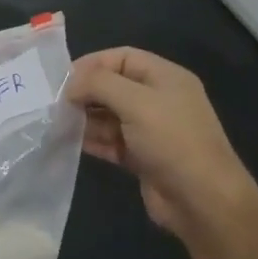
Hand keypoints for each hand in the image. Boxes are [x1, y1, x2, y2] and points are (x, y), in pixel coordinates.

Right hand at [64, 47, 257, 241]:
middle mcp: (158, 100)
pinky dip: (91, 139)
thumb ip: (98, 84)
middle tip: (55, 103)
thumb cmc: (172, 141)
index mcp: (165, 78)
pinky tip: (68, 142)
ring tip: (56, 123)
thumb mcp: (135, 102)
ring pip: (108, 115)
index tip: (62, 79)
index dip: (91, 63)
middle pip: (113, 86)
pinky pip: (110, 140)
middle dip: (85, 92)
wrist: (202, 201)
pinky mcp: (141, 156)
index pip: (122, 57)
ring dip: (84, 117)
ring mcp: (150, 130)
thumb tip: (70, 86)